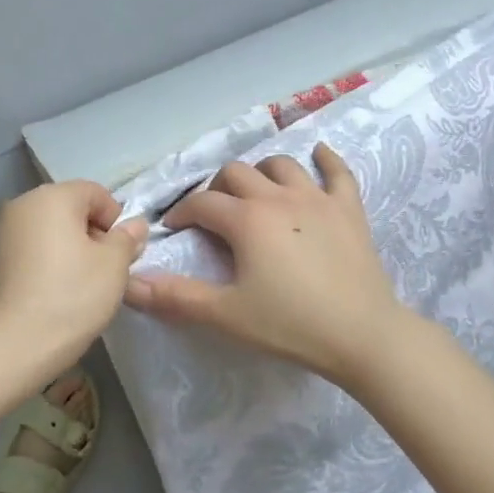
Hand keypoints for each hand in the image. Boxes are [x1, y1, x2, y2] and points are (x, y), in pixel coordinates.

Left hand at [0, 180, 147, 374]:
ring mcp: (5, 230)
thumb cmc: (73, 295)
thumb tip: (134, 225)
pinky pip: (34, 246)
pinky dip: (50, 258)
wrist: (18, 343)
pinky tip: (57, 288)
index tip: (121, 253)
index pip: (95, 192)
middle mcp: (24, 203)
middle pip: (71, 207)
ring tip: (82, 281)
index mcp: (53, 196)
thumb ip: (127, 238)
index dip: (115, 219)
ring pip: (51, 227)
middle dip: (93, 232)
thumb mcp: (114, 265)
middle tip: (106, 269)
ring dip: (72, 246)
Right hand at [124, 143, 404, 385]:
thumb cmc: (291, 325)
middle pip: (237, 174)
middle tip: (214, 216)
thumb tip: (129, 283)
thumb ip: (175, 296)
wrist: (364, 337)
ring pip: (281, 165)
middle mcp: (278, 197)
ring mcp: (318, 198)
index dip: (181, 214)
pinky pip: (338, 172)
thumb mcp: (226, 314)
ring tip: (256, 193)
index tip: (173, 229)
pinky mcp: (349, 209)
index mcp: (246, 219)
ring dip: (261, 173)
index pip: (201, 203)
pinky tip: (319, 155)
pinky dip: (326, 160)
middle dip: (217, 189)